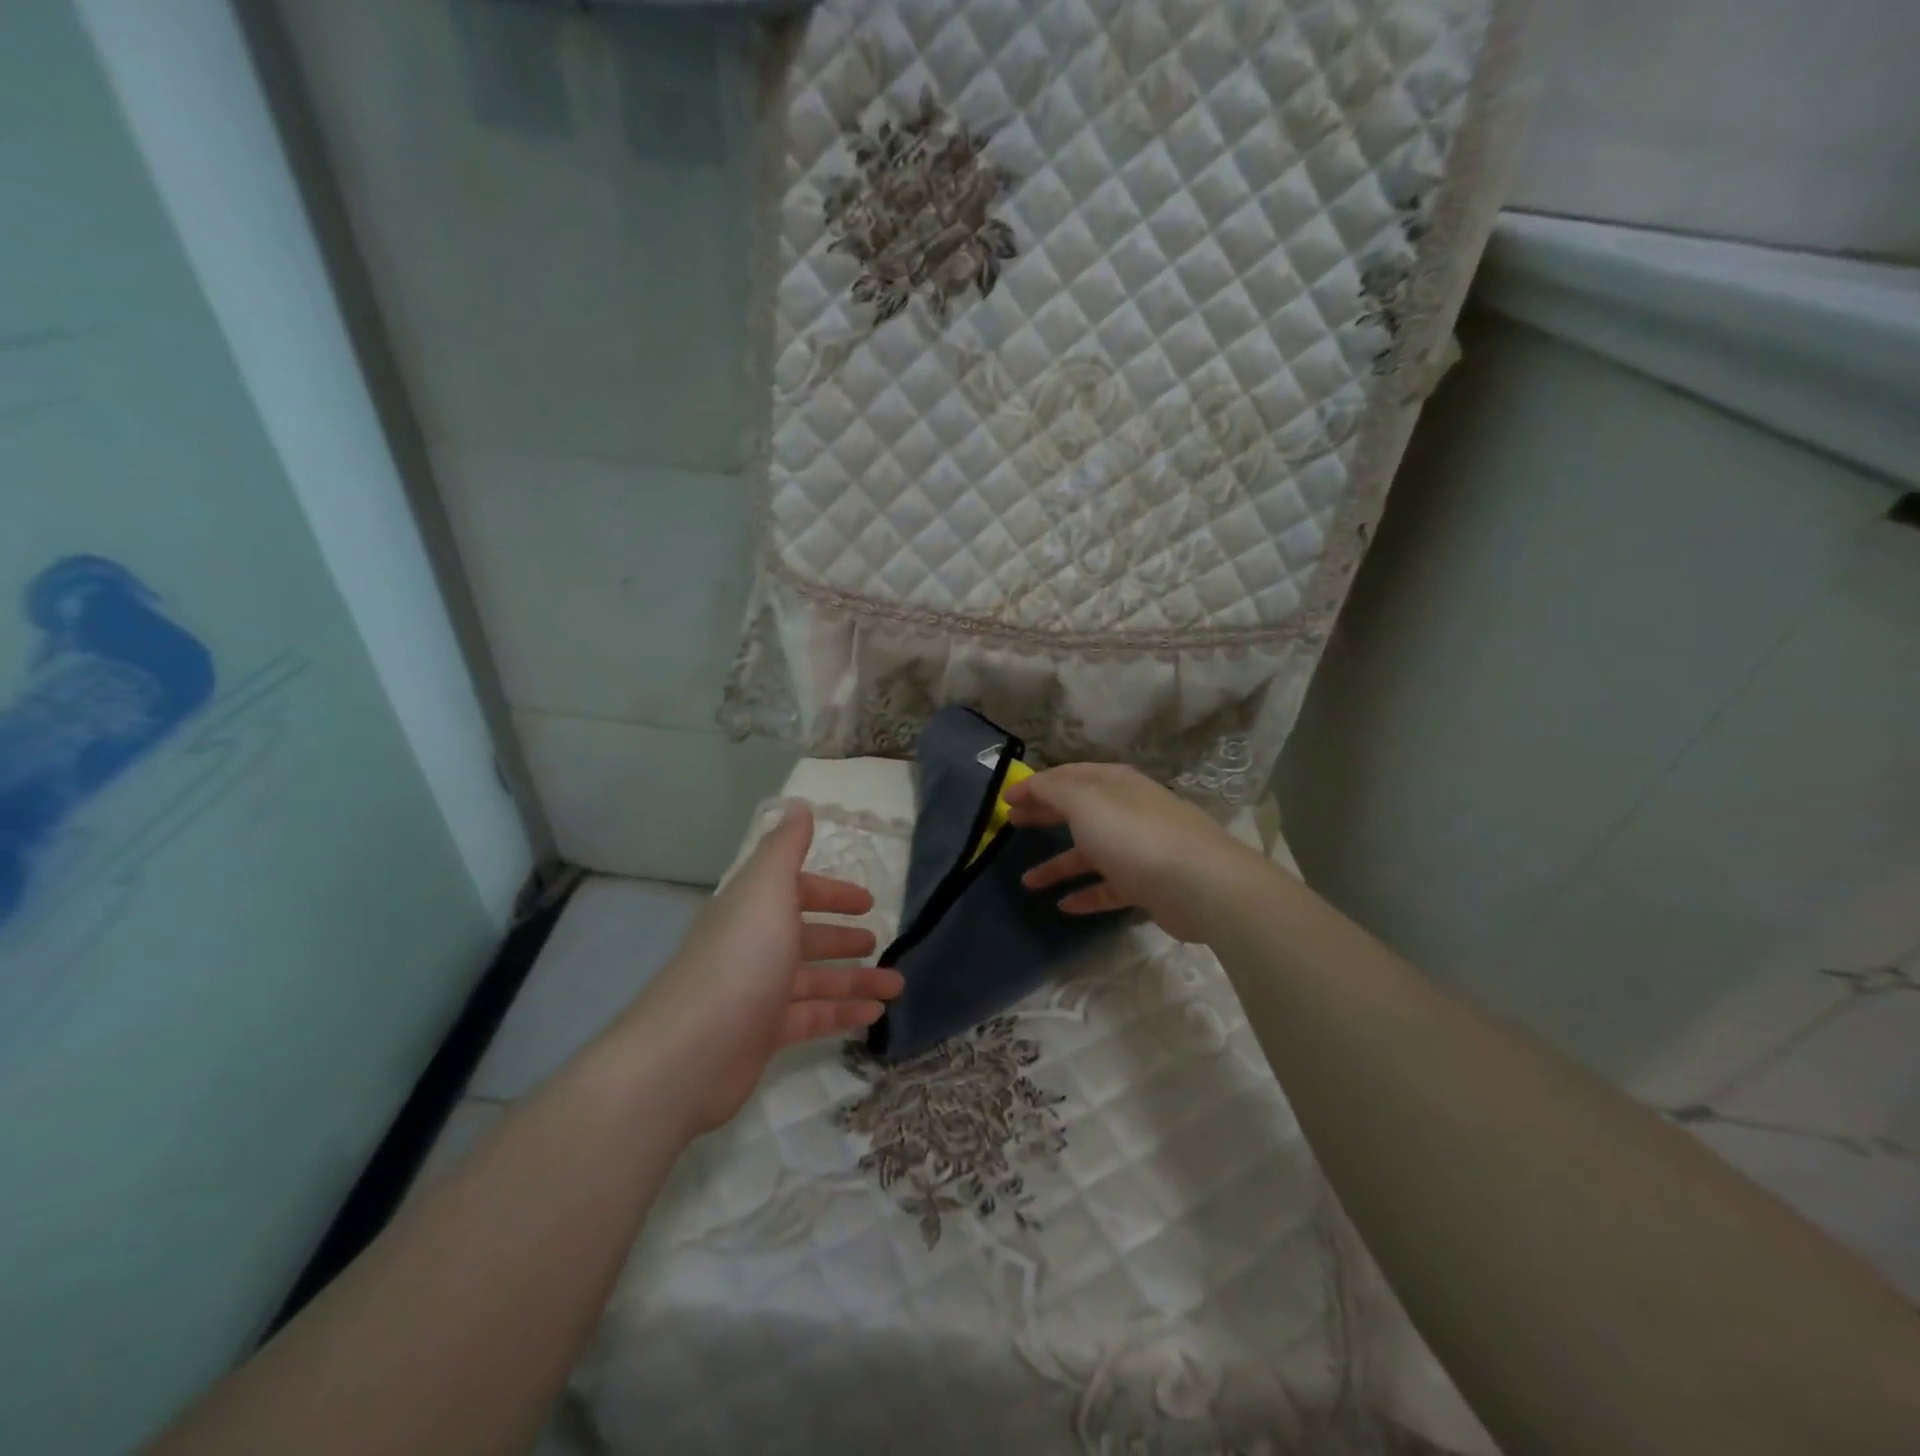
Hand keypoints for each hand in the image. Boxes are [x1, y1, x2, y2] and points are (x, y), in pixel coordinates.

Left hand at [622, 805, 902, 1133]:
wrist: (688, 1053)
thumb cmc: (740, 959)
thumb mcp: (766, 890)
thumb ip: (786, 847)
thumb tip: (799, 805)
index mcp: (754, 910)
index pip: (796, 892)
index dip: (831, 893)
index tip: (867, 900)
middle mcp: (755, 948)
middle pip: (805, 938)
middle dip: (842, 937)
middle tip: (879, 941)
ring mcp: (758, 993)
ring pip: (816, 981)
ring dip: (856, 980)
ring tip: (896, 984)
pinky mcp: (763, 1036)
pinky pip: (812, 1018)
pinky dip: (844, 1014)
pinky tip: (875, 1015)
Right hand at [1005, 763, 1265, 942]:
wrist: (1201, 884)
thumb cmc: (1135, 835)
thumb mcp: (1085, 802)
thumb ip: (1053, 790)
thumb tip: (1032, 784)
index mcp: (1114, 784)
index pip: (1067, 776)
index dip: (1035, 785)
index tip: (1006, 799)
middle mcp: (1128, 810)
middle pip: (1078, 810)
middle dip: (1045, 815)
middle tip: (1011, 825)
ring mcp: (1140, 848)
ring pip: (1090, 852)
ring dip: (1059, 864)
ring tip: (1027, 881)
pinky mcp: (1148, 884)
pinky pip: (1109, 887)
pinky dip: (1086, 893)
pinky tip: (1064, 906)